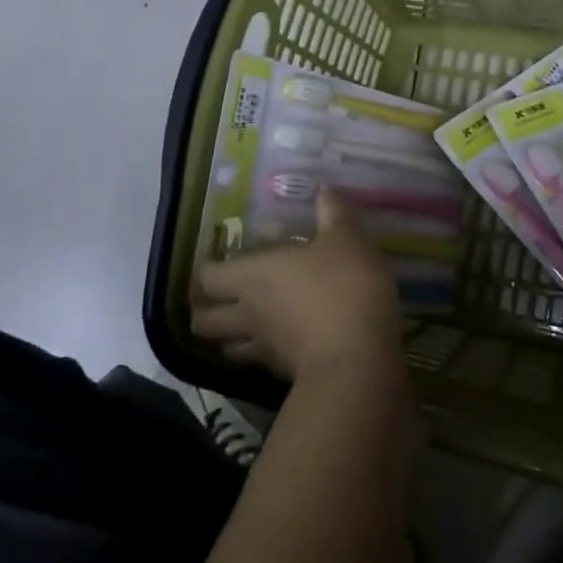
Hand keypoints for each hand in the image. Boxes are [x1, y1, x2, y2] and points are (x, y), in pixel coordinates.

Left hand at [192, 189, 404, 383]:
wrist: (358, 359)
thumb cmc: (345, 287)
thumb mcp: (347, 239)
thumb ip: (333, 213)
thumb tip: (324, 189)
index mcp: (254, 275)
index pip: (207, 276)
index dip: (205, 270)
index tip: (215, 261)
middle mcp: (248, 312)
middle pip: (204, 320)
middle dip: (203, 309)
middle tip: (218, 296)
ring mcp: (264, 348)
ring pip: (227, 347)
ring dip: (227, 336)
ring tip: (241, 322)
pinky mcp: (284, 374)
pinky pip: (259, 362)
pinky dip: (260, 353)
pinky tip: (278, 342)